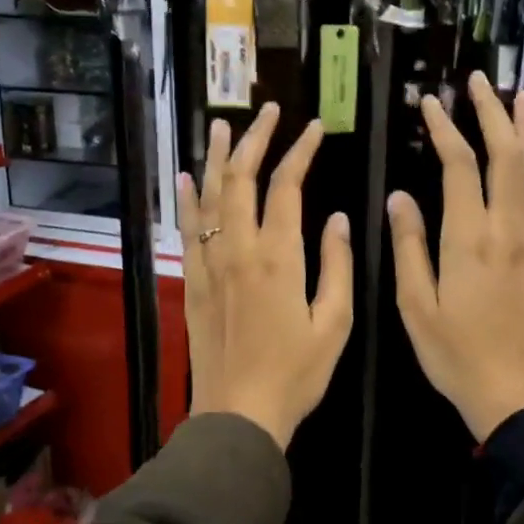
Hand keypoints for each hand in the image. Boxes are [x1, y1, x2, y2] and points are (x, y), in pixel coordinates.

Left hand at [177, 103, 353, 450]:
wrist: (238, 414)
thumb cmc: (296, 373)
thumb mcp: (335, 324)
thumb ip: (337, 266)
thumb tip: (338, 218)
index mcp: (278, 257)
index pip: (286, 187)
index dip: (300, 152)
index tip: (315, 128)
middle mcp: (238, 250)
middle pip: (243, 180)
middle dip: (256, 139)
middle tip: (269, 110)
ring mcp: (209, 264)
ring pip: (210, 197)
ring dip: (218, 157)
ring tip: (223, 125)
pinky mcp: (192, 282)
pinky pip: (186, 230)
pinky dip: (186, 200)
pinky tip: (186, 178)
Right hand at [388, 73, 523, 441]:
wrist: (517, 394)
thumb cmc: (456, 354)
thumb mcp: (415, 305)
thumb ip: (408, 246)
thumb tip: (399, 196)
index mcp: (469, 238)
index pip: (458, 166)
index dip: (444, 129)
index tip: (430, 103)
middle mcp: (508, 228)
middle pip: (504, 156)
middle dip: (490, 113)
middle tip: (478, 80)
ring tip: (520, 95)